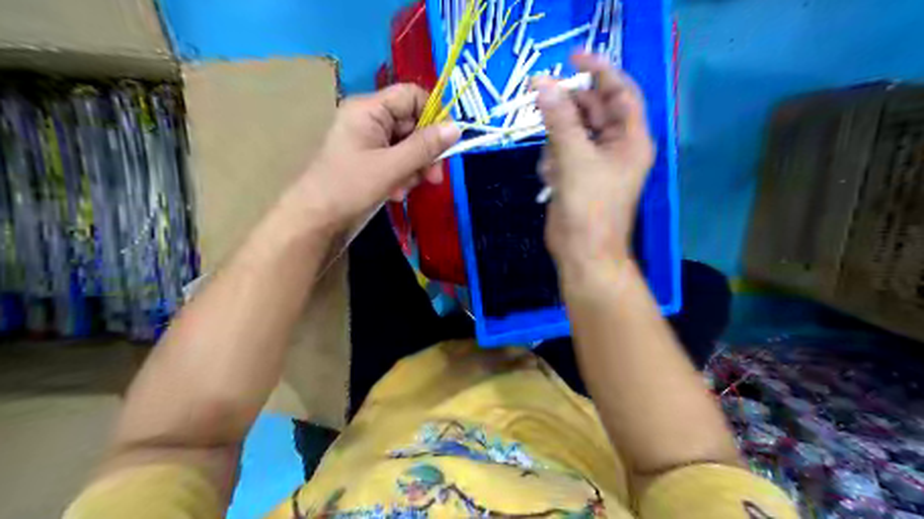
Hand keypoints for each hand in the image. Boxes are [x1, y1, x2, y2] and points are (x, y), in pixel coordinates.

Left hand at [300, 81, 466, 230]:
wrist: (316, 218)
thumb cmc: (349, 187)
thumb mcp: (392, 167)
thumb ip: (425, 147)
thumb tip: (457, 128)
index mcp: (369, 109)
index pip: (411, 95)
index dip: (433, 114)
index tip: (448, 141)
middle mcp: (369, 118)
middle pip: (412, 123)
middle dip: (425, 151)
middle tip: (434, 178)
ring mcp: (369, 140)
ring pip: (408, 145)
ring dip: (414, 168)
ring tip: (405, 189)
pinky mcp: (369, 159)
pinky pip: (397, 159)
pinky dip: (402, 175)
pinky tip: (396, 193)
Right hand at [535, 53, 656, 271]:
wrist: (583, 253)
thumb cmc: (589, 207)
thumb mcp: (574, 159)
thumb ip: (559, 120)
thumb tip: (543, 83)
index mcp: (630, 139)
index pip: (619, 92)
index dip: (599, 71)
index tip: (571, 57)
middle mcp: (616, 146)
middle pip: (591, 110)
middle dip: (566, 107)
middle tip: (539, 97)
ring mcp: (595, 162)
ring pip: (571, 132)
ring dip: (556, 140)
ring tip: (553, 163)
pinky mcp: (577, 176)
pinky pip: (562, 153)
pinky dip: (553, 160)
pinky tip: (551, 179)